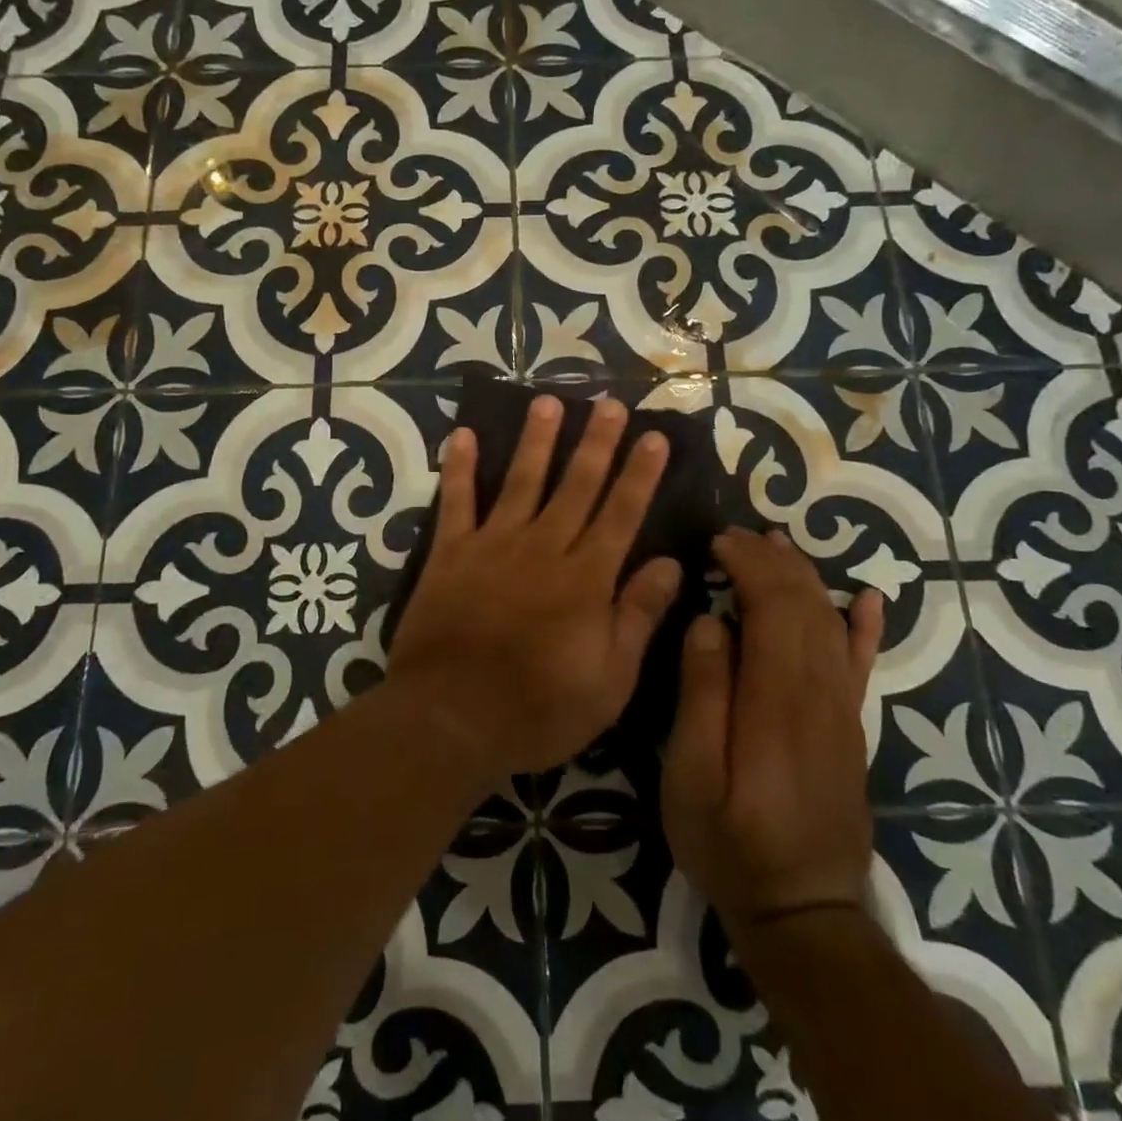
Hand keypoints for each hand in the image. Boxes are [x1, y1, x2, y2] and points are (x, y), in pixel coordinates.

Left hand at [389, 394, 679, 786]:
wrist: (450, 719)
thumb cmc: (538, 710)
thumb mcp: (609, 681)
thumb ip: (639, 616)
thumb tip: (672, 563)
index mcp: (585, 579)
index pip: (621, 514)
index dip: (639, 474)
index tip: (654, 436)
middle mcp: (543, 548)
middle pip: (576, 485)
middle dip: (597, 443)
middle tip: (610, 403)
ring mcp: (493, 545)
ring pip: (521, 481)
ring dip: (536, 440)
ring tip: (548, 402)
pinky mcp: (450, 553)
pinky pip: (456, 501)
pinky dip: (458, 467)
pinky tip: (461, 435)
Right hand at [662, 527, 884, 928]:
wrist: (804, 913)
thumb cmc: (730, 843)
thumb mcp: (692, 777)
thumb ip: (700, 695)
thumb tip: (709, 622)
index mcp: (778, 698)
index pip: (774, 605)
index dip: (749, 564)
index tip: (715, 542)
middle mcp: (820, 692)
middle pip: (805, 604)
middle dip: (771, 559)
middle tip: (732, 535)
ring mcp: (843, 709)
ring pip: (831, 622)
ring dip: (805, 576)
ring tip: (776, 543)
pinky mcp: (851, 727)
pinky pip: (863, 663)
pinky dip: (866, 625)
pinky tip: (868, 597)